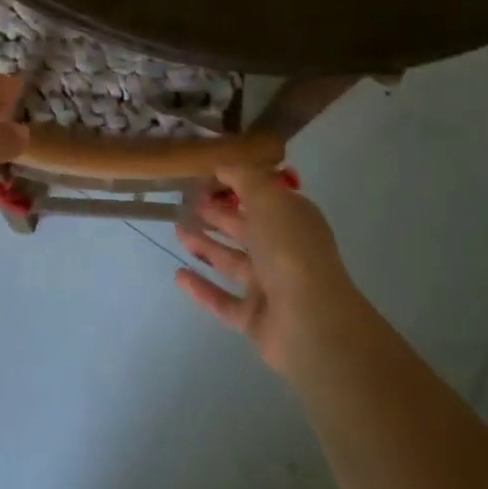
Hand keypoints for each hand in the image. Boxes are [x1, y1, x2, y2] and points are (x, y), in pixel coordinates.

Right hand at [174, 165, 360, 372]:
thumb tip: (224, 167)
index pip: (264, 196)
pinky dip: (202, 288)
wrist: (309, 322)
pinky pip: (224, 300)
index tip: (206, 177)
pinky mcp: (255, 318)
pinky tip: (178, 274)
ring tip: (177, 230)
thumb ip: (244, 177)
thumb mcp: (267, 198)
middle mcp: (284, 250)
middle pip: (246, 228)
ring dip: (206, 246)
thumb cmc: (289, 248)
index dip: (237, 185)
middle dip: (218, 215)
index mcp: (293, 219)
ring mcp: (271, 287)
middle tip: (185, 203)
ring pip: (233, 262)